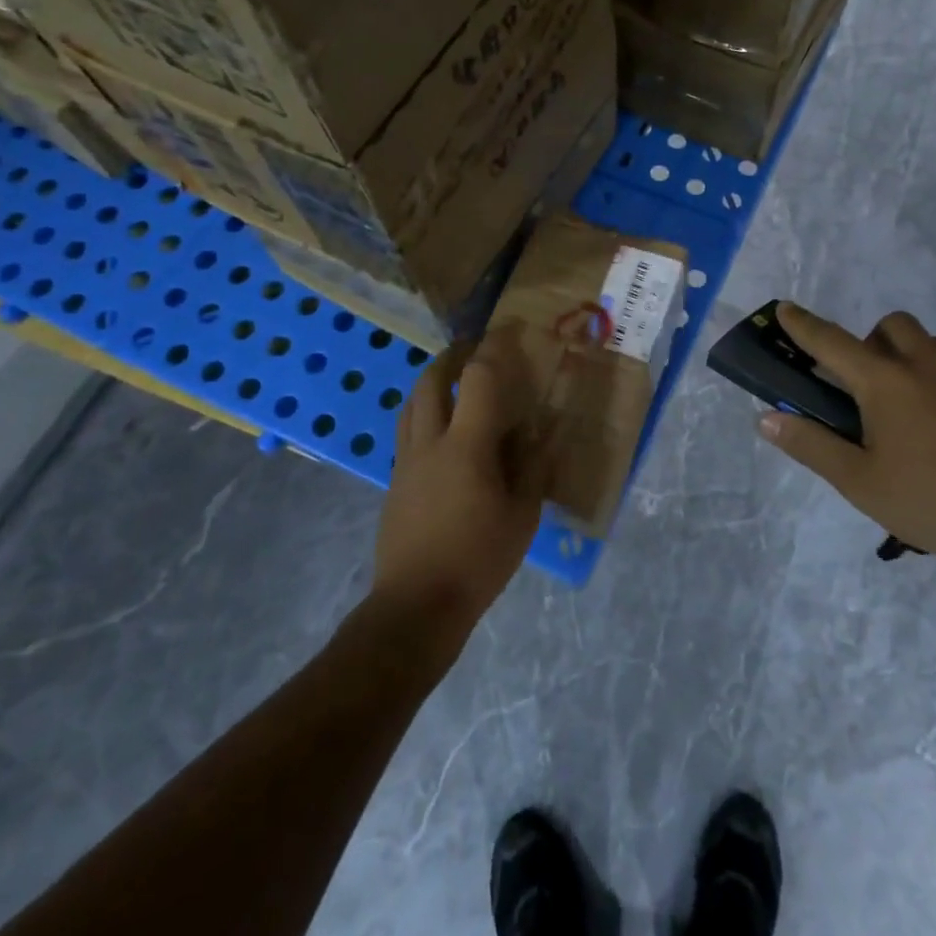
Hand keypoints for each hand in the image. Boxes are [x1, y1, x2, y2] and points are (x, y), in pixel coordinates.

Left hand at [375, 323, 540, 635]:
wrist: (417, 605)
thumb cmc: (478, 559)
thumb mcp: (522, 515)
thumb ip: (533, 467)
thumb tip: (541, 432)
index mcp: (467, 446)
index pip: (478, 379)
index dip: (493, 348)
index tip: (508, 330)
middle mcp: (430, 443)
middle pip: (432, 381)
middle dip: (453, 355)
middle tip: (474, 348)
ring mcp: (406, 462)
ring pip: (412, 403)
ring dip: (432, 380)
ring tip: (455, 378)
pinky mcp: (395, 481)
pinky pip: (407, 429)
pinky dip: (424, 411)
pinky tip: (443, 428)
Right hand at [757, 303, 935, 567]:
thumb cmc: (934, 501)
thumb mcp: (860, 482)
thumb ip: (811, 445)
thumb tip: (766, 419)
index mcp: (886, 382)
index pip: (832, 342)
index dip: (804, 325)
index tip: (786, 308)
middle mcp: (928, 365)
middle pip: (892, 325)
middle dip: (870, 339)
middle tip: (866, 384)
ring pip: (934, 344)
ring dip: (912, 356)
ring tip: (910, 406)